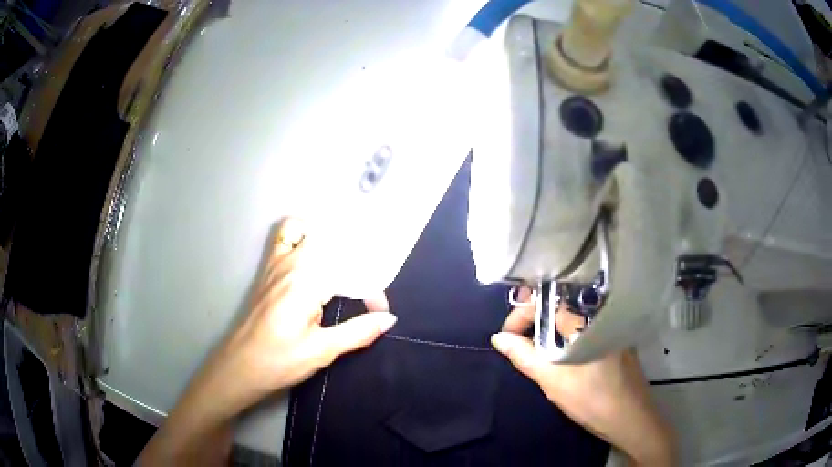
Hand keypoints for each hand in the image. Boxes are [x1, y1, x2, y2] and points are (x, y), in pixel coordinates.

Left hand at [139, 218, 395, 464]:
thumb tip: (389, 320)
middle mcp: (291, 262)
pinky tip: (314, 258)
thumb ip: (358, 331)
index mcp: (306, 280)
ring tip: (347, 266)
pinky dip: (304, 235)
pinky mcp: (268, 269)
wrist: (240, 366)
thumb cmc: (279, 361)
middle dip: (358, 257)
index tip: (379, 313)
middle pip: (332, 240)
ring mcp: (276, 262)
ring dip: (332, 242)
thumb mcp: (322, 350)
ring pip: (309, 230)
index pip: (350, 269)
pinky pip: (286, 236)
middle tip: (369, 285)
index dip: (371, 290)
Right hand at [491, 289, 675, 465]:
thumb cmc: (592, 400)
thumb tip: (498, 338)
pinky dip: (565, 336)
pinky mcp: (614, 338)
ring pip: (570, 318)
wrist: (631, 418)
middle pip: (558, 305)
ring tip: (532, 350)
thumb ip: (524, 356)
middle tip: (516, 342)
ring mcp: (609, 326)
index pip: (546, 300)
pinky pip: (583, 328)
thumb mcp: (552, 381)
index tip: (507, 336)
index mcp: (585, 320)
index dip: (521, 313)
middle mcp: (599, 315)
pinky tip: (558, 355)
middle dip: (532, 320)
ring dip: (547, 330)